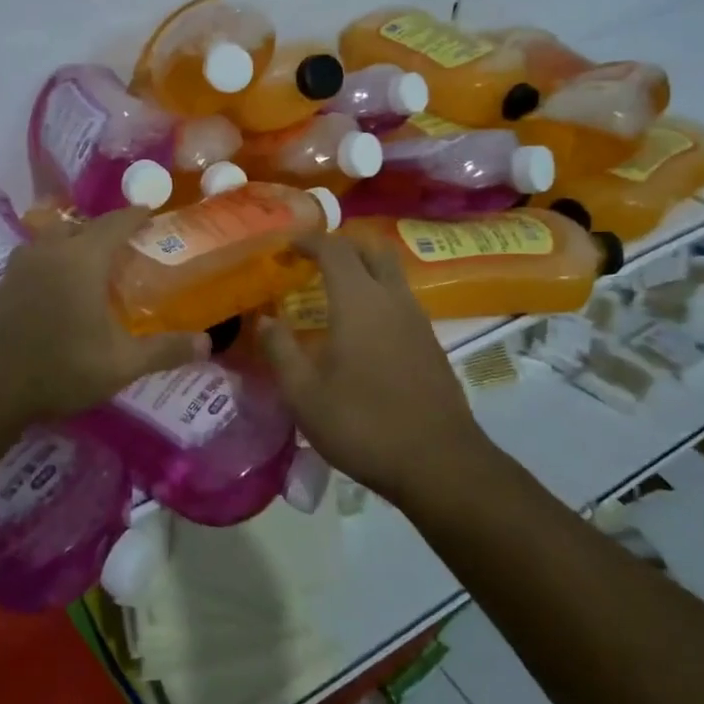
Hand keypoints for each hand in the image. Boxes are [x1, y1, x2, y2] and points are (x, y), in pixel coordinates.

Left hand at [0, 207, 208, 423]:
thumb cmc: (61, 368)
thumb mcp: (121, 364)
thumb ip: (165, 350)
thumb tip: (208, 344)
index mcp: (82, 259)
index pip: (114, 223)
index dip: (134, 215)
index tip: (149, 211)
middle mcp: (49, 252)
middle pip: (80, 226)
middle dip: (103, 230)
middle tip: (123, 245)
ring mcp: (19, 267)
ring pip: (52, 241)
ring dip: (73, 244)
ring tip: (89, 264)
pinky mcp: (0, 286)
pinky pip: (34, 260)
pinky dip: (51, 264)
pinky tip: (56, 290)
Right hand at [258, 233, 480, 505]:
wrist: (439, 463)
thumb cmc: (363, 424)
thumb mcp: (304, 394)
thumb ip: (280, 350)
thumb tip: (264, 319)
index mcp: (359, 301)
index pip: (335, 249)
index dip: (309, 240)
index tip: (287, 246)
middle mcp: (392, 299)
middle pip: (372, 248)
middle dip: (342, 244)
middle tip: (314, 260)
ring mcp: (417, 320)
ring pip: (391, 273)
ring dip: (363, 269)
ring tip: (332, 292)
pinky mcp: (430, 343)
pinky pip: (400, 299)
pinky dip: (377, 295)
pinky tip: (360, 328)